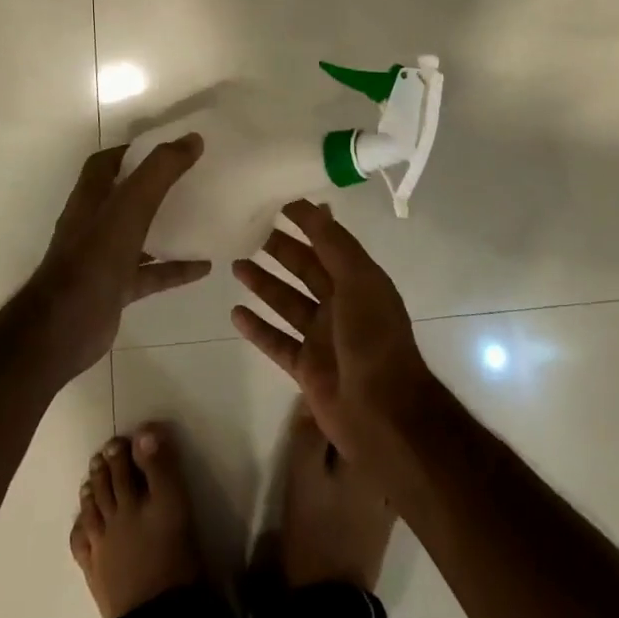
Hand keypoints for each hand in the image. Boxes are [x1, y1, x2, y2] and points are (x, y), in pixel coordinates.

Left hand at [28, 137, 209, 379]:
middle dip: (154, 186)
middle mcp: (94, 223)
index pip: (106, 163)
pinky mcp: (116, 287)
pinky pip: (151, 272)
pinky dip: (176, 267)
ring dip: (167, 226)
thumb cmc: (94, 258)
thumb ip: (160, 171)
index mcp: (91, 198)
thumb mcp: (131, 206)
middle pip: (125, 196)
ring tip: (202, 218)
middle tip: (190, 178)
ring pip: (139, 234)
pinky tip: (204, 266)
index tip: (167, 148)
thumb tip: (193, 139)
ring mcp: (104, 257)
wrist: (64, 328)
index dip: (133, 151)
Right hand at [231, 199, 437, 460]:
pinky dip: (257, 327)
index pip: (328, 242)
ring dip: (264, 283)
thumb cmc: (373, 338)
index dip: (307, 223)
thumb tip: (316, 204)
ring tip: (235, 263)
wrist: (383, 413)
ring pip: (287, 303)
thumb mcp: (359, 280)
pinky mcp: (306, 367)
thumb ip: (334, 244)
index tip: (279, 203)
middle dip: (281, 250)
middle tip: (248, 231)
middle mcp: (341, 305)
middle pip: (305, 270)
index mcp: (359, 281)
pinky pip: (276, 341)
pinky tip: (235, 312)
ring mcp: (322, 337)